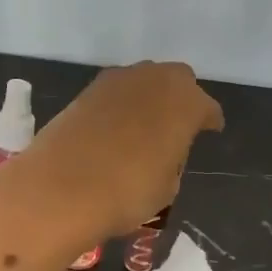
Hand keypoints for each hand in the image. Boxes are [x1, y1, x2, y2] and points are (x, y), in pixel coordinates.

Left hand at [14, 62, 223, 242]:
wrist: (61, 187)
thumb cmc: (127, 192)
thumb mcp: (167, 185)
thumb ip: (172, 158)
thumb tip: (163, 151)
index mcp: (186, 103)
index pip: (206, 108)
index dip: (209, 120)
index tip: (210, 130)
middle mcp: (154, 80)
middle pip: (176, 79)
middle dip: (180, 97)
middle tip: (177, 122)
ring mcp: (117, 81)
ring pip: (143, 79)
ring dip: (148, 96)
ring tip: (145, 123)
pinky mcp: (86, 90)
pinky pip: (115, 91)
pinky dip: (120, 103)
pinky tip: (116, 125)